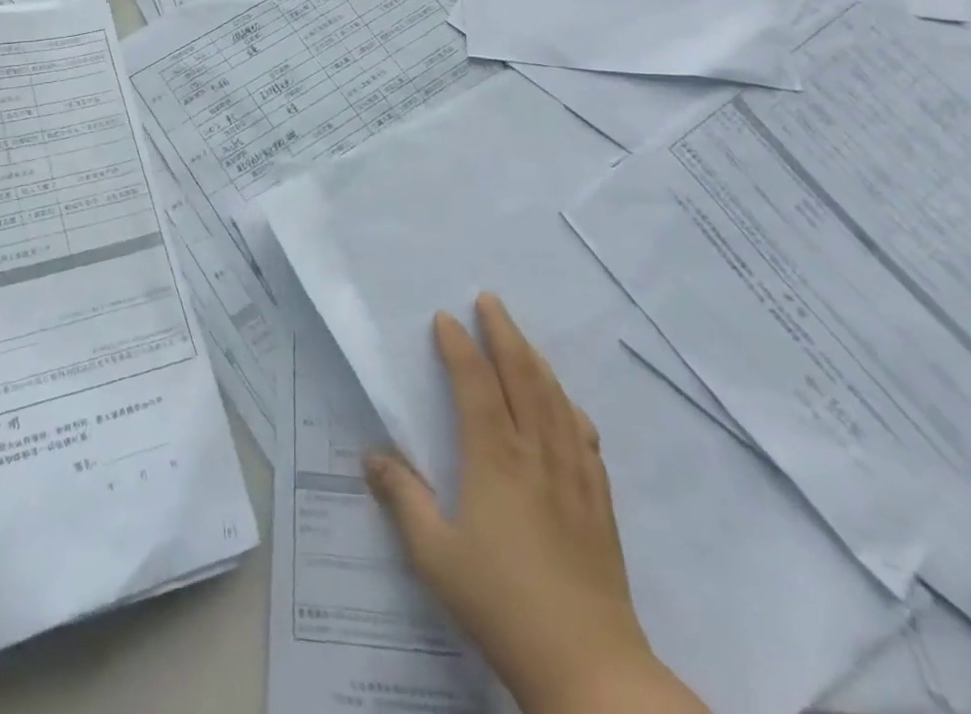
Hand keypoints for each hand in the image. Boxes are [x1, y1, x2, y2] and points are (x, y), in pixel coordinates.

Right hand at [365, 295, 695, 713]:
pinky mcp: (599, 503)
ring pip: (556, 400)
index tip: (445, 318)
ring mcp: (574, 476)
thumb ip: (402, 499)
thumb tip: (371, 456)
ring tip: (521, 339)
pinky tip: (567, 406)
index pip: (475, 384)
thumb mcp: (434, 555)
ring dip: (537, 360)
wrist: (590, 669)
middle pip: (523, 377)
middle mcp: (536, 454)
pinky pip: (585, 437)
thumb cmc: (501, 604)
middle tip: (490, 301)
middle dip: (505, 333)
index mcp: (494, 459)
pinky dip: (570, 407)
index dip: (459, 346)